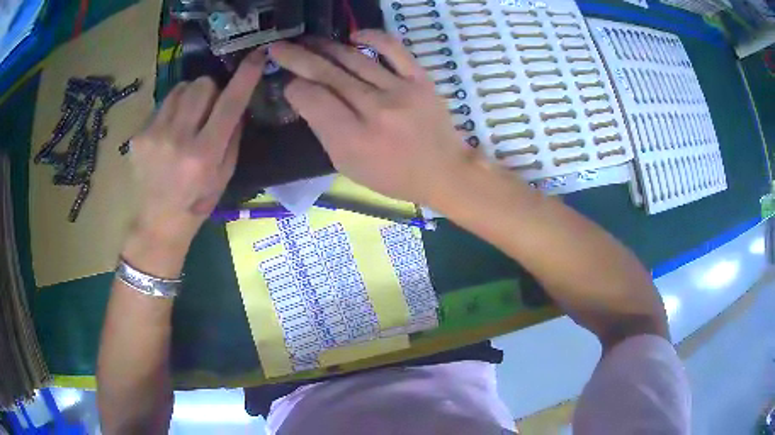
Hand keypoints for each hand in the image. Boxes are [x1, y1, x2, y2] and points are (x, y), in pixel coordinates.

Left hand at [128, 49, 265, 246]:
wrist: (157, 222)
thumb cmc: (197, 203)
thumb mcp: (224, 176)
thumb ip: (232, 137)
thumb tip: (236, 103)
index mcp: (204, 155)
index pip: (229, 104)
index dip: (245, 77)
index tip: (257, 56)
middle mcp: (178, 140)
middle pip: (201, 85)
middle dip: (211, 90)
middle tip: (208, 108)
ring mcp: (154, 136)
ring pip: (180, 89)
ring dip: (189, 97)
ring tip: (186, 119)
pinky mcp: (138, 136)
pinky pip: (162, 105)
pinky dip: (171, 111)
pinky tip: (167, 134)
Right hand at [269, 31, 478, 205]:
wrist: (443, 170)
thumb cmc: (392, 176)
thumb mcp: (348, 166)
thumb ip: (324, 130)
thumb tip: (306, 96)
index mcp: (353, 139)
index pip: (312, 99)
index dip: (294, 87)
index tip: (289, 84)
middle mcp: (374, 110)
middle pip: (327, 74)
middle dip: (297, 57)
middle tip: (278, 47)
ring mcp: (400, 91)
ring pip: (354, 59)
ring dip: (325, 46)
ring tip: (307, 41)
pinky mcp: (420, 79)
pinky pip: (393, 49)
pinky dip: (371, 37)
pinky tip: (352, 36)